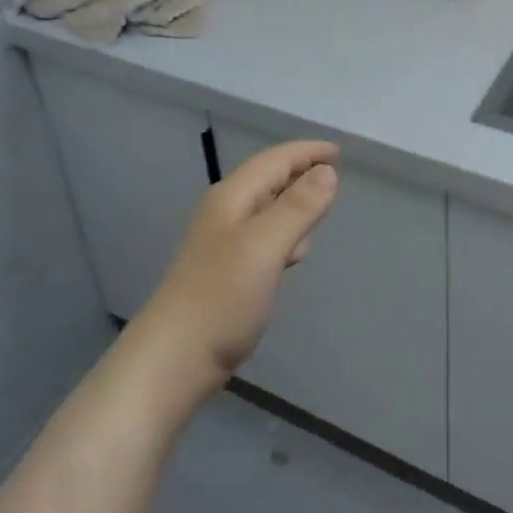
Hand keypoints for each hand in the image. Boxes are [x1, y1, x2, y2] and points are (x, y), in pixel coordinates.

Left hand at [130, 139, 339, 404]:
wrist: (172, 361)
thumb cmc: (221, 298)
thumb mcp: (265, 246)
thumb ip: (298, 207)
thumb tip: (328, 171)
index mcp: (233, 198)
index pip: (275, 160)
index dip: (307, 152)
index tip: (339, 151)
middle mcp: (227, 212)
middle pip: (268, 178)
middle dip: (301, 170)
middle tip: (336, 173)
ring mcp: (224, 243)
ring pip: (266, 207)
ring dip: (294, 200)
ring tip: (322, 204)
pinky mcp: (228, 271)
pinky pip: (264, 236)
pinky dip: (285, 231)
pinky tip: (297, 250)